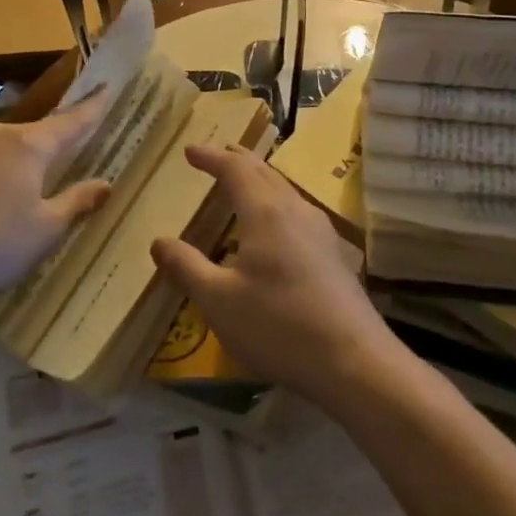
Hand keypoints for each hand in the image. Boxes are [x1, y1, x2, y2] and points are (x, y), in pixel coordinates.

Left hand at [0, 95, 112, 303]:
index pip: (71, 121)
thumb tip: (104, 184)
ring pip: (0, 150)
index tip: (107, 86)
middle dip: (49, 149)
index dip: (93, 107)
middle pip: (33, 136)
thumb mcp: (43, 232)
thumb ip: (76, 204)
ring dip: (14, 167)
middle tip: (61, 165)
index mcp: (28, 145)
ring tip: (15, 200)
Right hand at [151, 145, 403, 404]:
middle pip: (264, 172)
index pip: (235, 170)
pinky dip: (275, 200)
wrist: (356, 363)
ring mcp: (320, 232)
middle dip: (237, 160)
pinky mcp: (333, 254)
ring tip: (242, 181)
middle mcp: (295, 211)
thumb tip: (159, 241)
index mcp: (266, 213)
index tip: (189, 151)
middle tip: (216, 154)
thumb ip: (186, 267)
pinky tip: (274, 224)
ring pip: (284, 190)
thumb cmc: (279, 327)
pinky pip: (297, 210)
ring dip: (259, 179)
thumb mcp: (218, 301)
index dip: (211, 157)